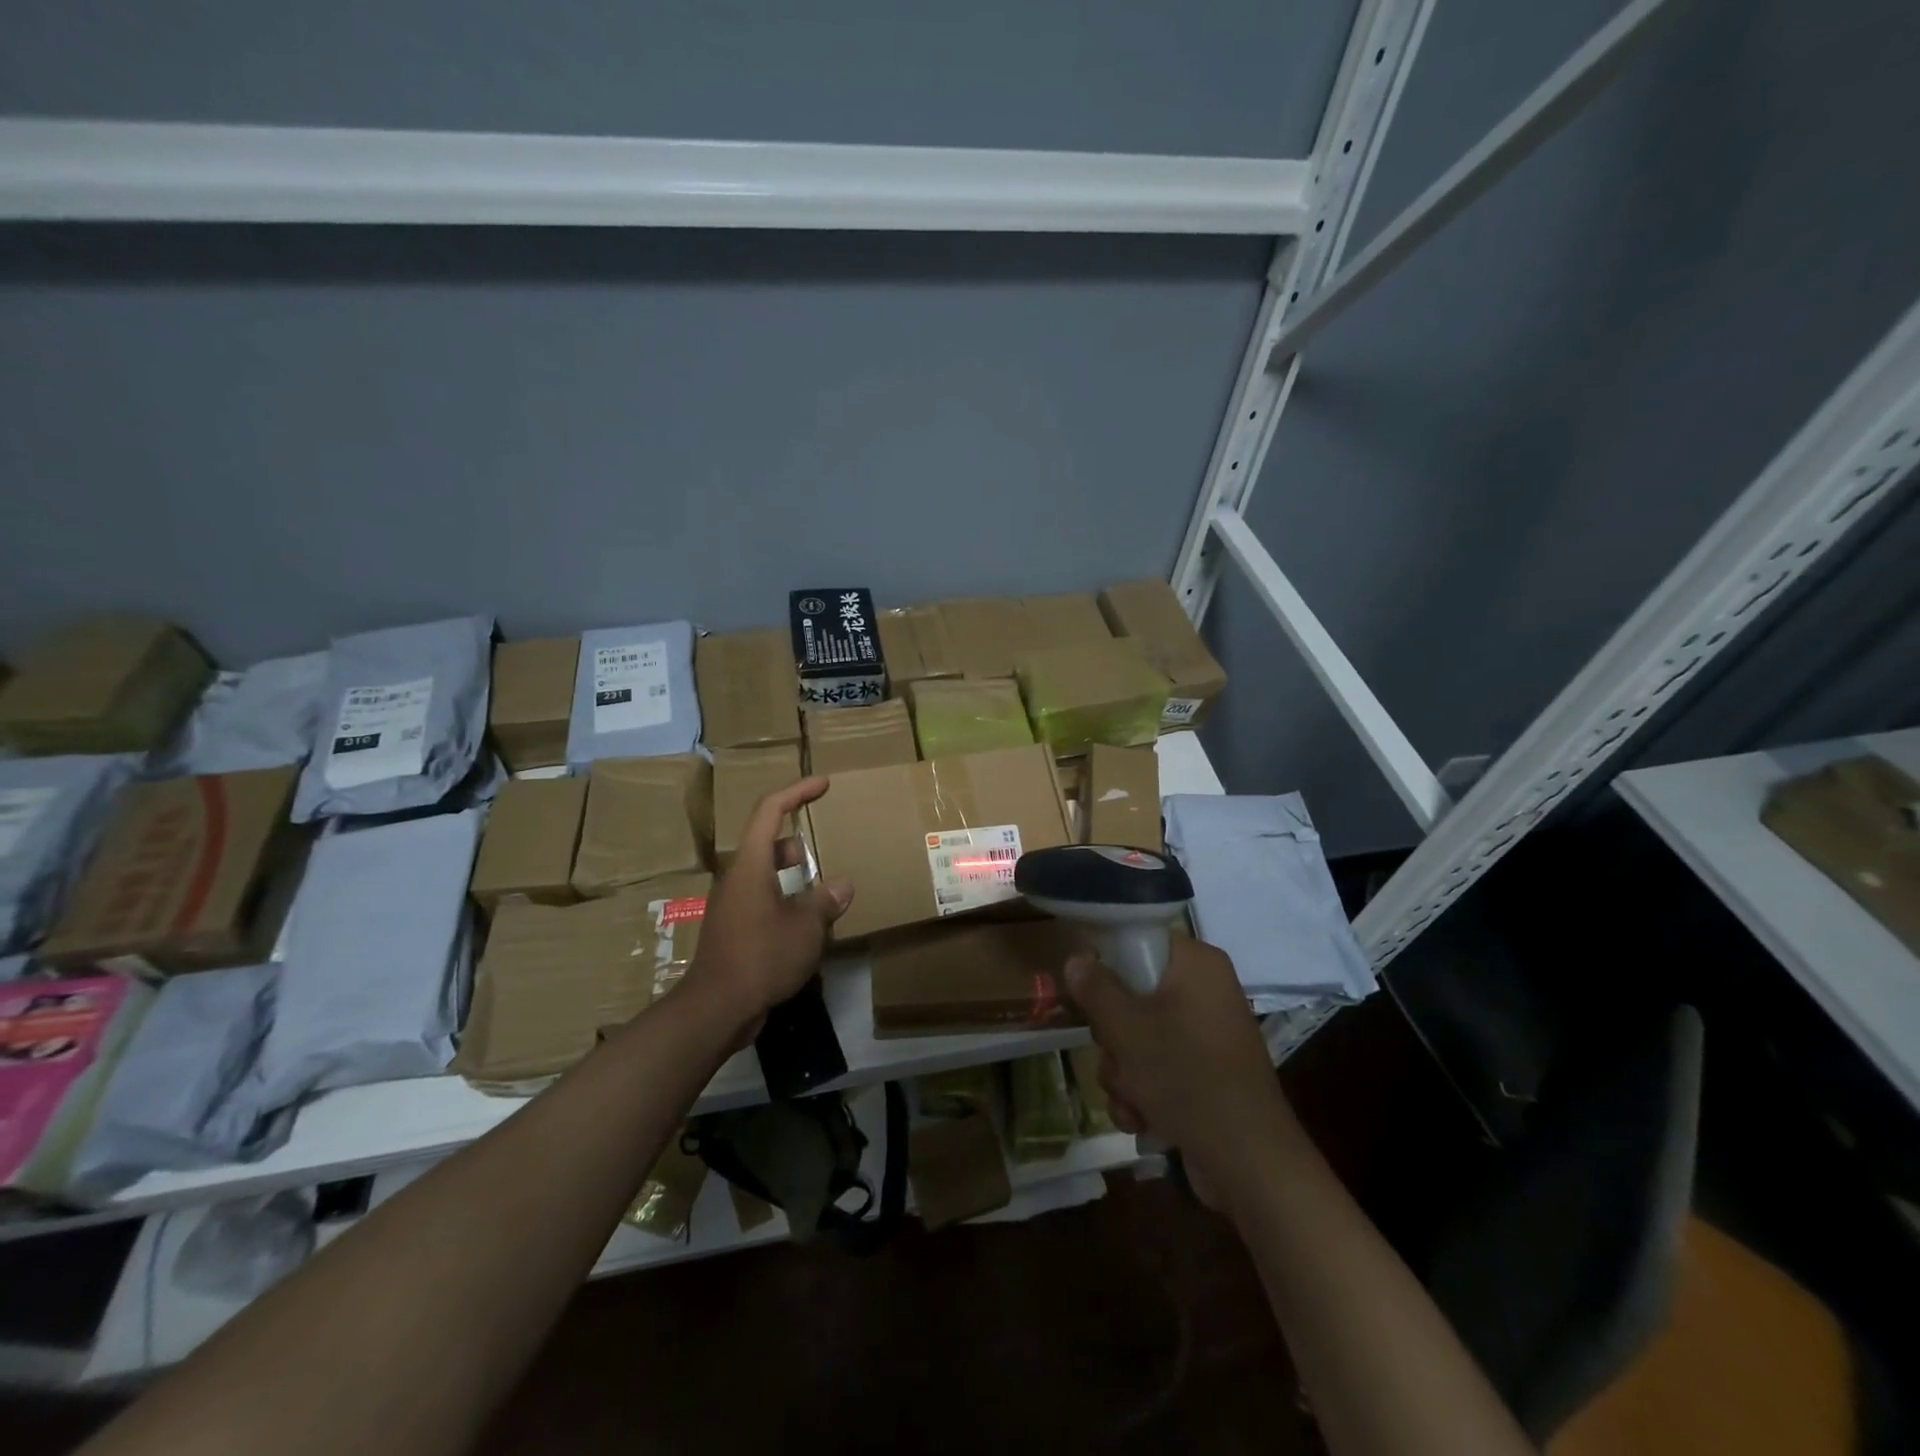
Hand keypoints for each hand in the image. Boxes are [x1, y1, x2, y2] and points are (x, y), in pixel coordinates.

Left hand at [685, 777, 853, 1031]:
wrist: (716, 1007)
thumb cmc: (762, 955)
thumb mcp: (806, 926)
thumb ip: (825, 900)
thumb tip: (842, 885)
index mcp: (751, 864)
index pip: (771, 810)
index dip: (797, 791)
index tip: (823, 783)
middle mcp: (737, 878)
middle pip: (767, 842)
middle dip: (798, 842)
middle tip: (826, 849)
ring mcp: (732, 905)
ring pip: (765, 874)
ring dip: (793, 875)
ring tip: (822, 891)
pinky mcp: (733, 929)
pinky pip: (763, 900)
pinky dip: (785, 900)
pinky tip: (806, 925)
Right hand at [1067, 937, 1292, 1207]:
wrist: (1249, 1164)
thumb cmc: (1187, 1077)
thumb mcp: (1128, 1029)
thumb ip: (1097, 989)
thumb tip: (1077, 958)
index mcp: (1196, 965)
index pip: (1140, 940)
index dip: (1108, 963)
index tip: (1088, 991)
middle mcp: (1205, 992)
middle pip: (1133, 993)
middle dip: (1113, 1036)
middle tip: (1116, 1052)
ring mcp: (1205, 1035)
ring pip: (1138, 1036)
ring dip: (1122, 1071)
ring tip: (1132, 1098)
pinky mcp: (1203, 1073)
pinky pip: (1156, 1067)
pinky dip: (1142, 1092)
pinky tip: (1141, 1118)